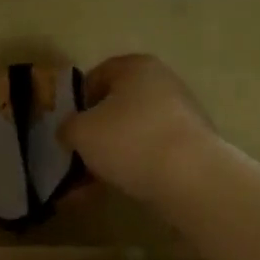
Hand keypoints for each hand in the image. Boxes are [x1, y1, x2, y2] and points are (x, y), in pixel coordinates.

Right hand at [59, 54, 218, 203]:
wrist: (192, 178)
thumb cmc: (130, 139)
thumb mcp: (82, 132)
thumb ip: (68, 127)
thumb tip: (69, 131)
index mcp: (137, 67)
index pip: (98, 75)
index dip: (77, 101)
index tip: (67, 127)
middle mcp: (162, 83)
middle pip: (117, 107)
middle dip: (93, 135)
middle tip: (75, 159)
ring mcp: (180, 116)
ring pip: (132, 134)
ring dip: (108, 158)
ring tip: (85, 189)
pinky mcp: (191, 147)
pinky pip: (151, 154)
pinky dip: (130, 169)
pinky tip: (110, 193)